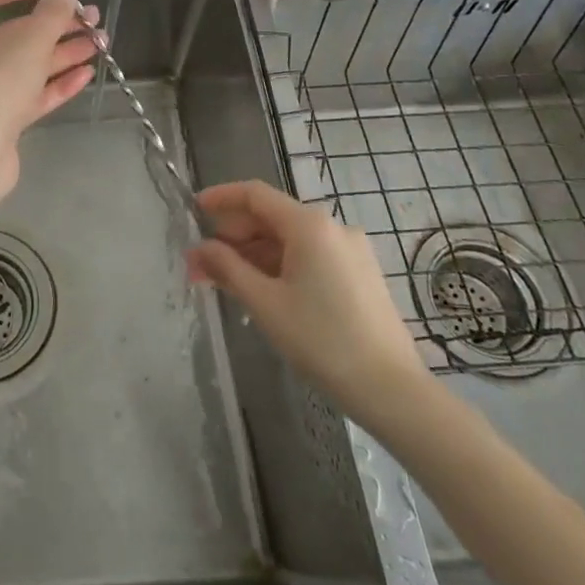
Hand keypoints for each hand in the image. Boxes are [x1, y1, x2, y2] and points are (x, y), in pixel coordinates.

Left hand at [0, 0, 100, 202]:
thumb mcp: (30, 40)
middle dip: (56, 23)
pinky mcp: (5, 117)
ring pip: (31, 63)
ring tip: (101, 43)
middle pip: (18, 31)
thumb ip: (52, 13)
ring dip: (65, 50)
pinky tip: (87, 74)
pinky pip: (35, 93)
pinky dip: (59, 82)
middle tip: (92, 18)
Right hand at [188, 180, 434, 424]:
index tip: (193, 209)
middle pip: (271, 217)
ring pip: (289, 240)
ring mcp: (350, 250)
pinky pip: (309, 256)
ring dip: (253, 255)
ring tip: (224, 283)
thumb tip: (200, 248)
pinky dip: (279, 266)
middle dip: (232, 237)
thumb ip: (227, 268)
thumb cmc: (321, 341)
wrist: (391, 389)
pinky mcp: (360, 273)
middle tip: (200, 265)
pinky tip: (261, 290)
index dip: (221, 198)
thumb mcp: (264, 303)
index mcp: (309, 225)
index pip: (255, 194)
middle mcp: (333, 227)